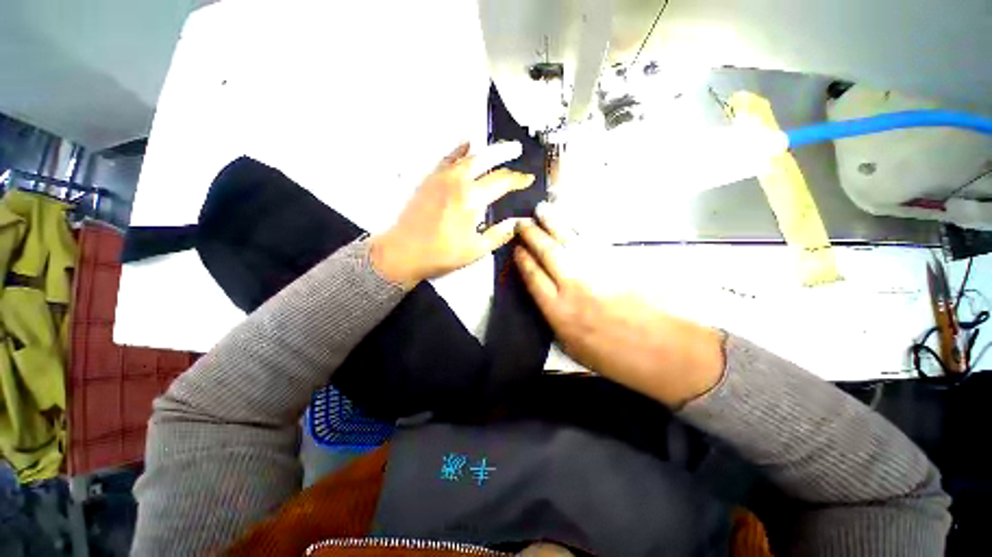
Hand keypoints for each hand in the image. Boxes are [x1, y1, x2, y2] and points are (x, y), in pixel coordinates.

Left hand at [371, 142, 534, 288]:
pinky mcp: (430, 179)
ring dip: (484, 150)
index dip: (518, 179)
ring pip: (467, 156)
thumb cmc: (442, 253)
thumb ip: (499, 234)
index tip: (528, 179)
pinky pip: (446, 158)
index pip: (501, 182)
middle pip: (485, 160)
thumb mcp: (476, 250)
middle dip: (504, 153)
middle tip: (517, 148)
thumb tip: (518, 222)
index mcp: (471, 199)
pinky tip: (466, 145)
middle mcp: (458, 182)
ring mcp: (441, 177)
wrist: (404, 251)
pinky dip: (458, 149)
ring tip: (496, 147)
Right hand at [513, 204, 725, 406]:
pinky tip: (571, 221)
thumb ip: (553, 318)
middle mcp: (573, 286)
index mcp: (558, 310)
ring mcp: (596, 271)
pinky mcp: (617, 263)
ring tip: (542, 210)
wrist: (660, 350)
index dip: (522, 259)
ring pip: (569, 241)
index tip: (516, 248)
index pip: (533, 276)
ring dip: (553, 223)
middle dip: (532, 235)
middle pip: (547, 253)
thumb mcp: (571, 347)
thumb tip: (543, 297)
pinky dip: (579, 229)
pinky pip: (593, 241)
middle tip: (522, 222)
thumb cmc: (612, 357)